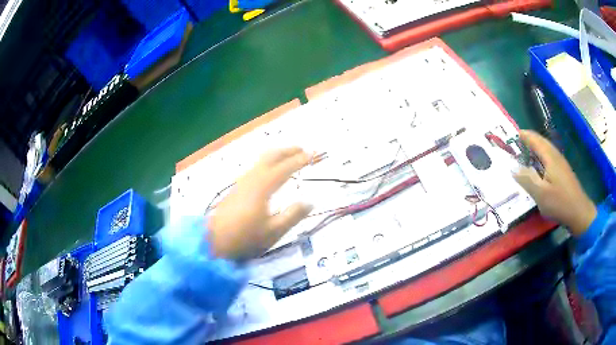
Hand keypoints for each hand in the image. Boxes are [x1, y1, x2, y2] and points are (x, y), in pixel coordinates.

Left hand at [208, 147, 312, 260]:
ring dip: (277, 155)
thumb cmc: (245, 238)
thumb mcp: (273, 231)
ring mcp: (242, 181)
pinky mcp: (237, 187)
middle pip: (271, 156)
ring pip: (261, 160)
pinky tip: (271, 170)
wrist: (214, 241)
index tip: (313, 155)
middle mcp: (252, 178)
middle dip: (287, 150)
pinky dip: (268, 162)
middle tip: (302, 149)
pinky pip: (256, 167)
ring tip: (290, 156)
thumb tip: (310, 202)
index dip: (300, 160)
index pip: (285, 168)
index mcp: (263, 187)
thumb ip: (293, 215)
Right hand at [513, 130, 595, 235]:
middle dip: (531, 139)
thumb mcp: (541, 194)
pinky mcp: (564, 172)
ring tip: (527, 151)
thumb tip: (513, 168)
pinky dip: (542, 156)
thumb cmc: (560, 202)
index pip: (536, 140)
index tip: (515, 134)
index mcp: (550, 157)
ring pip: (547, 150)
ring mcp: (561, 164)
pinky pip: (550, 158)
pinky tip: (540, 166)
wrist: (579, 212)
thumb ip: (527, 180)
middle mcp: (556, 156)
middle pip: (542, 142)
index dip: (525, 136)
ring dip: (537, 147)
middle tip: (519, 141)